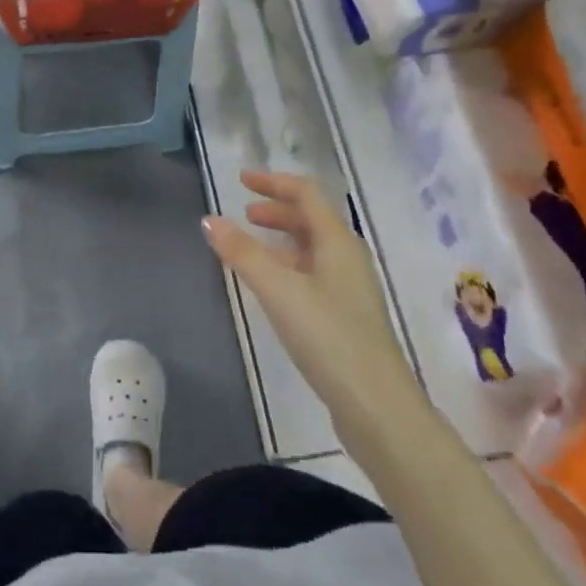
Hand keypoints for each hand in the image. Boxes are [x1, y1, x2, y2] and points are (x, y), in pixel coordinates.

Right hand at [203, 172, 421, 434]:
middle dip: (277, 210)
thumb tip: (209, 219)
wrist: (376, 405)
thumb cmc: (328, 337)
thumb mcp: (279, 291)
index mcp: (338, 241)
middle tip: (244, 213)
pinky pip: (312, 273)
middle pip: (311, 219)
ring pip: (312, 248)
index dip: (273, 182)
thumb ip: (243, 253)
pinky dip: (288, 265)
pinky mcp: (346, 315)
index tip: (241, 180)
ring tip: (250, 247)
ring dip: (282, 239)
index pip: (306, 194)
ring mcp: (350, 288)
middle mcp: (348, 257)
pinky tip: (271, 285)